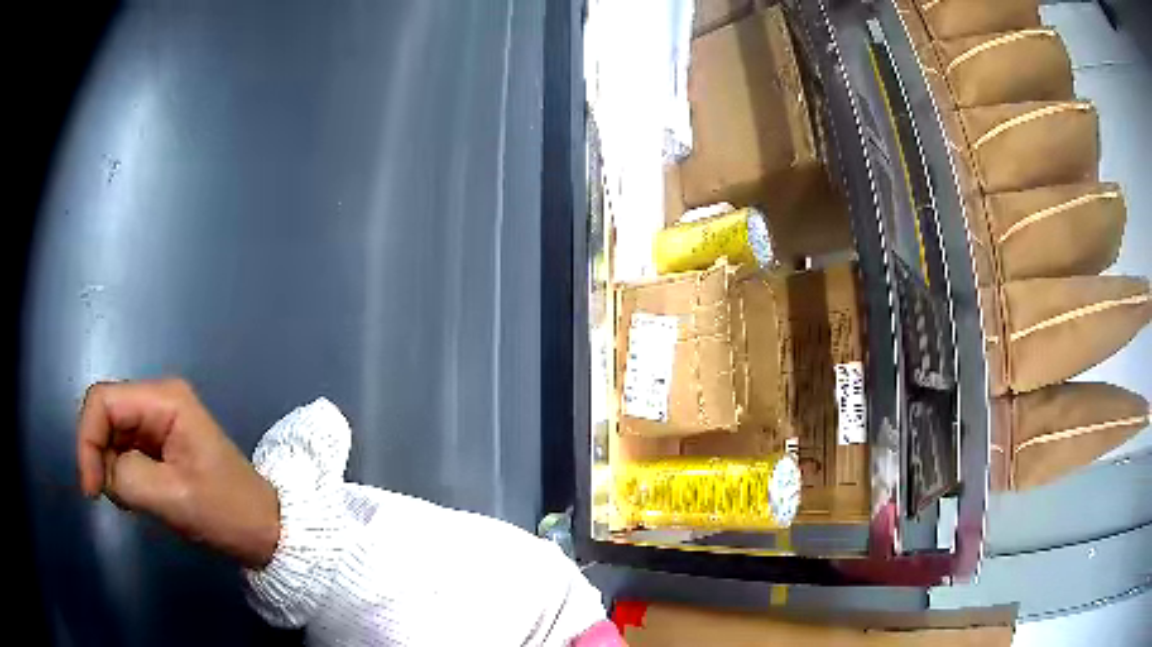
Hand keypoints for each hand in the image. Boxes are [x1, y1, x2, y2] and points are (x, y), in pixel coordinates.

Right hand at [76, 378, 280, 568]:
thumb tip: (102, 470)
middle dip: (97, 455)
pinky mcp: (158, 446)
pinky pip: (123, 452)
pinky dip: (120, 475)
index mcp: (163, 400)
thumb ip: (128, 477)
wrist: (263, 530)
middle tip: (108, 497)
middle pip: (105, 415)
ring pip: (111, 435)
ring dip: (109, 468)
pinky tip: (136, 498)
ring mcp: (157, 423)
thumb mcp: (174, 497)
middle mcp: (157, 401)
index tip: (91, 489)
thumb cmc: (226, 512)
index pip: (102, 401)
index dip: (87, 440)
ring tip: (132, 501)